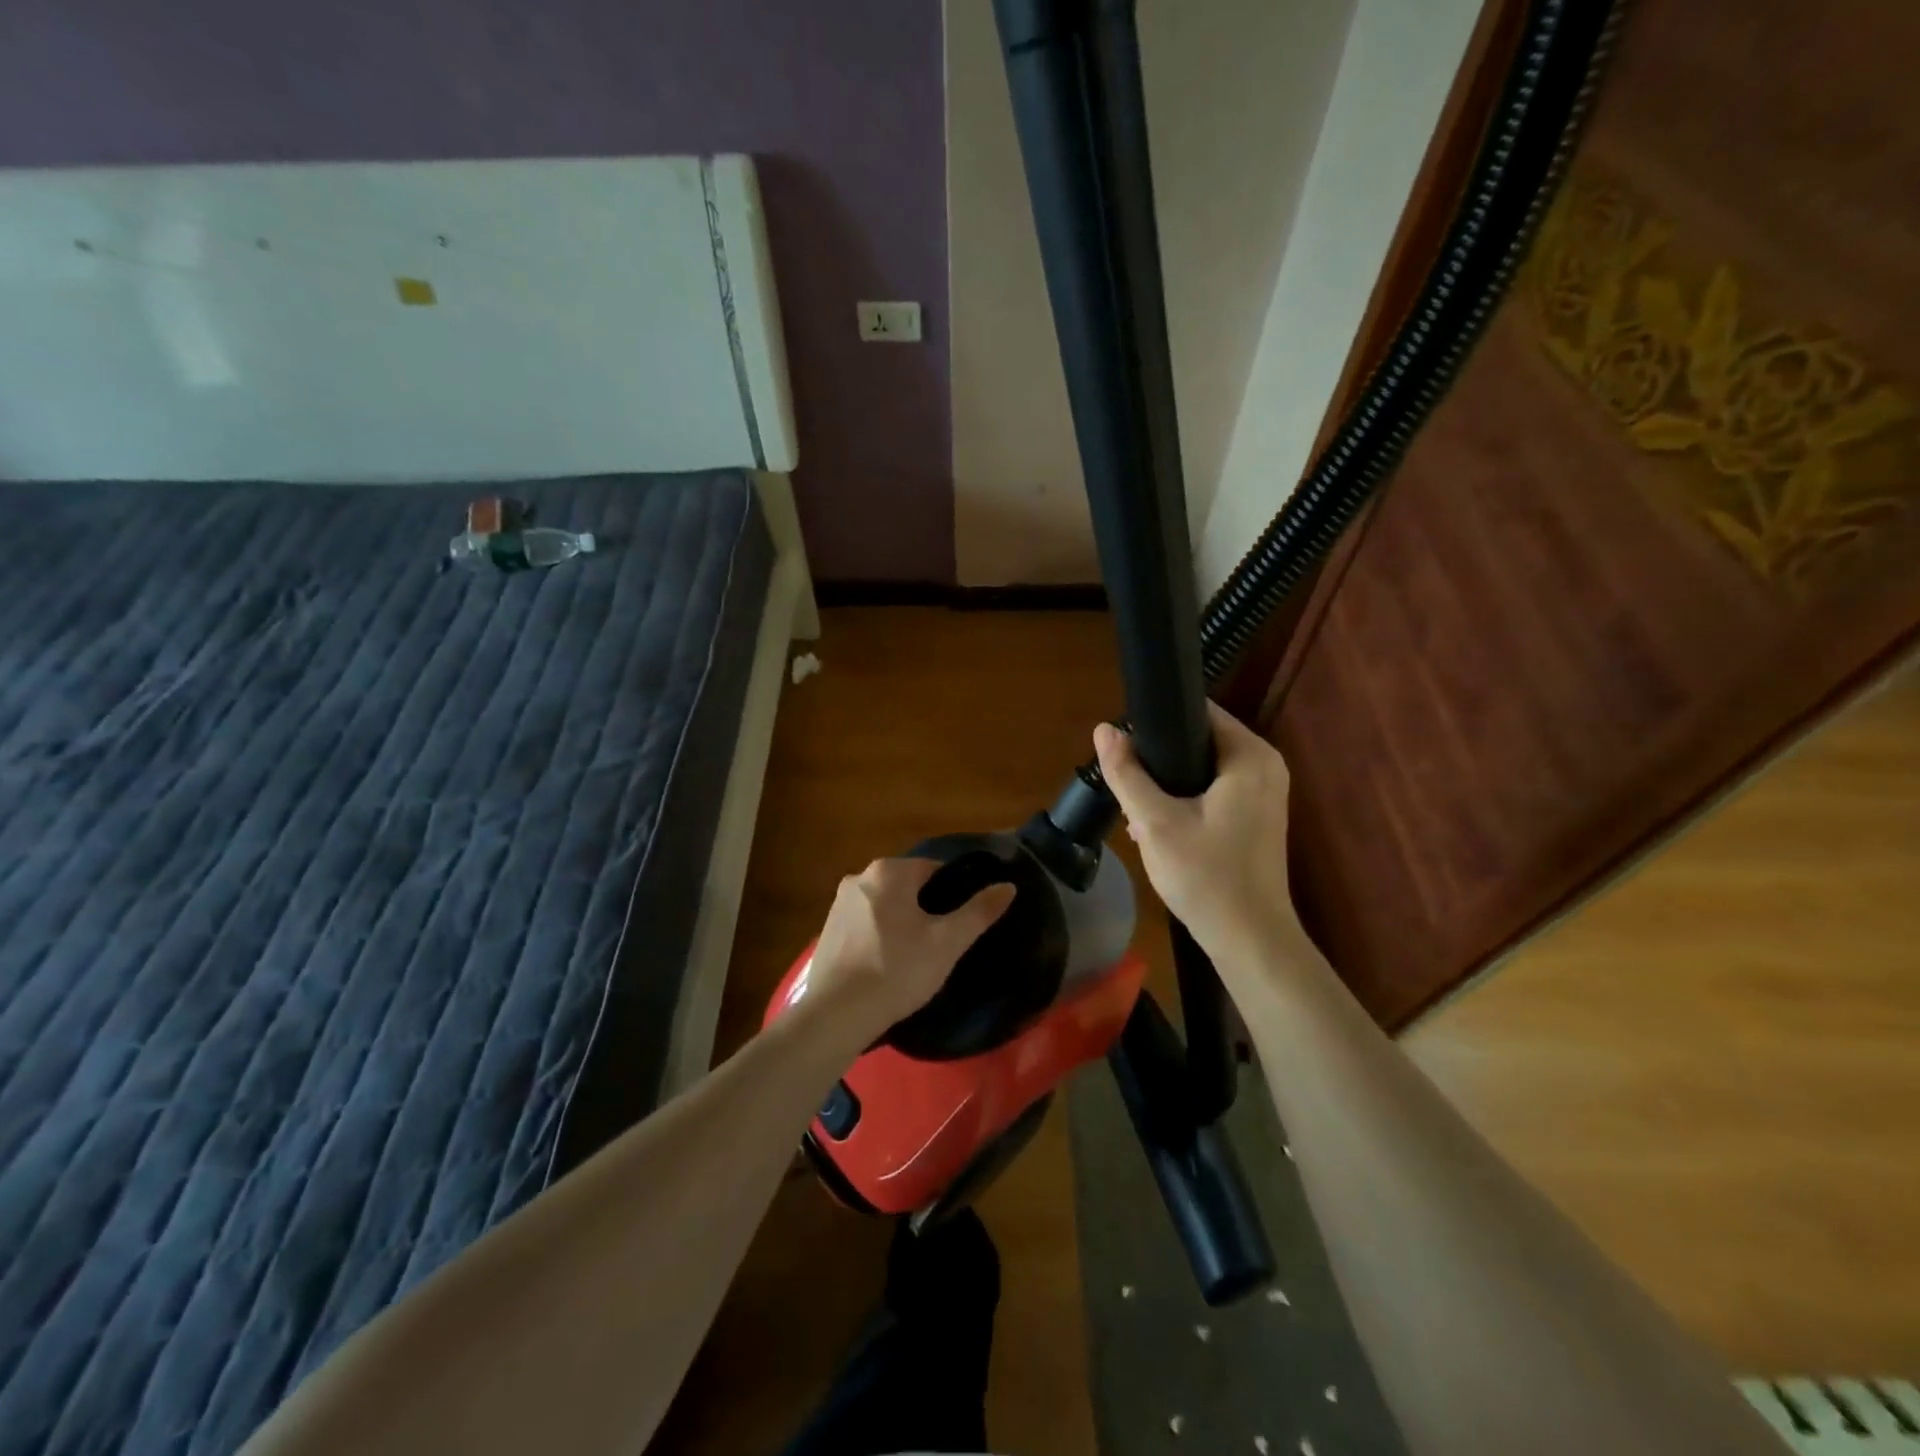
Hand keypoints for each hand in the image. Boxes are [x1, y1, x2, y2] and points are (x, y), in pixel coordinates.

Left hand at [802, 858, 1015, 1041]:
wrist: (836, 1014)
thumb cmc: (897, 970)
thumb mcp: (947, 942)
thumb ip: (979, 911)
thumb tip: (1008, 886)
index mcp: (889, 871)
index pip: (935, 870)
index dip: (954, 894)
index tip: (961, 923)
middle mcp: (859, 877)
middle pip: (908, 886)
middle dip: (926, 909)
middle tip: (942, 944)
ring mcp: (838, 904)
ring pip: (885, 906)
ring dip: (902, 923)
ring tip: (916, 958)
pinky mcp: (827, 930)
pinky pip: (864, 924)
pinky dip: (879, 937)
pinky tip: (887, 965)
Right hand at [1093, 703, 1300, 959]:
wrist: (1249, 940)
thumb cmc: (1206, 877)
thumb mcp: (1154, 822)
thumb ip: (1126, 773)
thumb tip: (1103, 729)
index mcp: (1249, 755)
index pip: (1197, 712)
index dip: (1156, 722)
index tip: (1124, 745)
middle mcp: (1265, 765)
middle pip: (1198, 740)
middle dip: (1159, 759)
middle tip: (1126, 782)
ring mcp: (1265, 792)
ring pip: (1203, 768)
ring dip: (1168, 783)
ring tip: (1136, 808)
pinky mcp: (1257, 816)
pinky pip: (1214, 790)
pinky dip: (1187, 800)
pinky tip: (1159, 826)